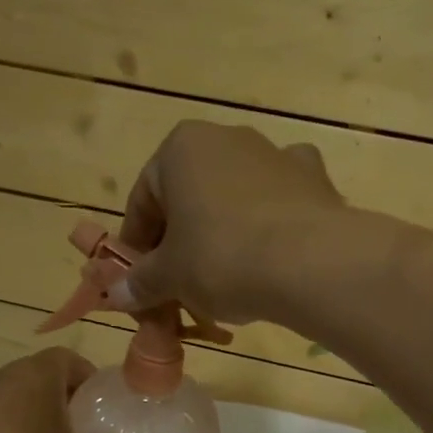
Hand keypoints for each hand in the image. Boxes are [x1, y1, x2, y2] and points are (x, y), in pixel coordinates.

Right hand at [104, 121, 343, 324]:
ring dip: (222, 233)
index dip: (137, 244)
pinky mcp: (315, 180)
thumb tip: (117, 294)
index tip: (139, 280)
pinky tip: (271, 258)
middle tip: (179, 286)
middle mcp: (229, 138)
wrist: (311, 264)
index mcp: (182, 147)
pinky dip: (269, 227)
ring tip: (225, 281)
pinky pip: (279, 204)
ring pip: (234, 199)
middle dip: (181, 240)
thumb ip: (140, 282)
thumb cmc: (222, 258)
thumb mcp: (170, 277)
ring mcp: (277, 155)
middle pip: (190, 196)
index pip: (143, 198)